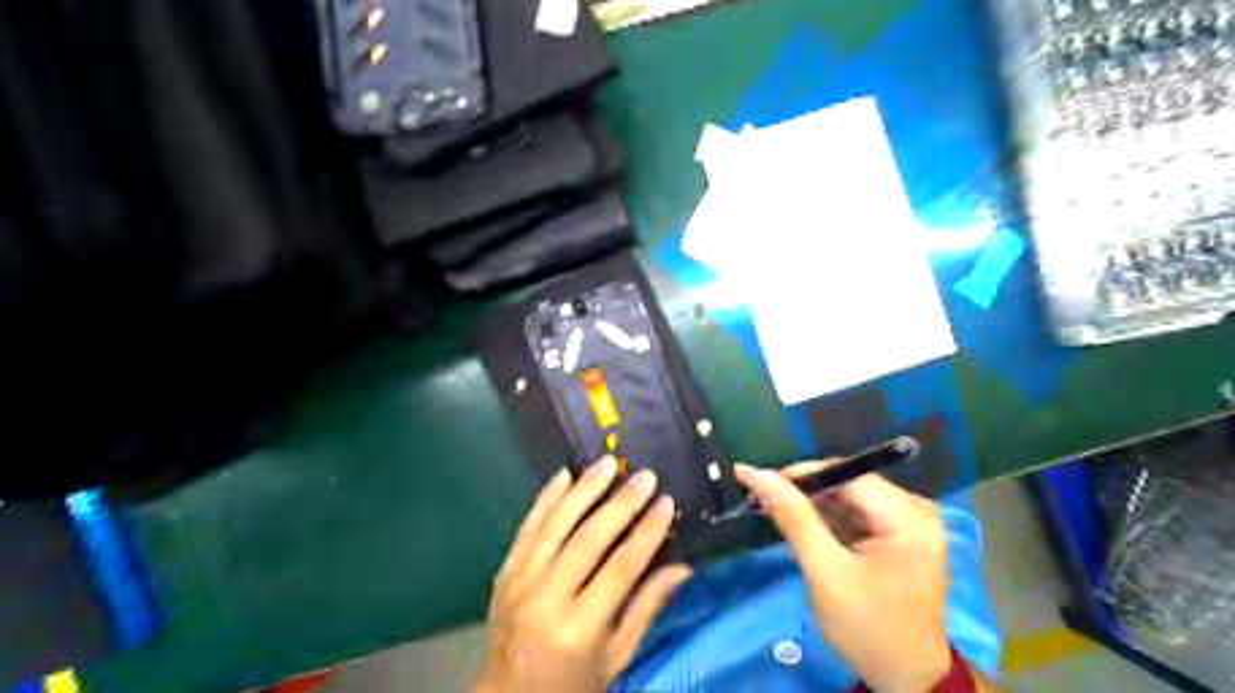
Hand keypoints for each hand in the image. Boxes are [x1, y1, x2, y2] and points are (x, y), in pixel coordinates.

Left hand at [471, 454, 690, 692]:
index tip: (667, 503)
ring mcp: (520, 581)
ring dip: (584, 489)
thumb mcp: (617, 657)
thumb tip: (683, 566)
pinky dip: (546, 498)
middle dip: (621, 503)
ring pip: (556, 523)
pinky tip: (564, 475)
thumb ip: (647, 608)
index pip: (621, 568)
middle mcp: (546, 598)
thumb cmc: (572, 683)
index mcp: (579, 628)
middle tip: (645, 476)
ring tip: (608, 462)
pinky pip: (528, 526)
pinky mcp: (505, 571)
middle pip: (588, 539)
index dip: (647, 533)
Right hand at [738, 461, 946, 692]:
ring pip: (846, 499)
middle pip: (847, 484)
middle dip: (803, 492)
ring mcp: (906, 524)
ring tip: (774, 513)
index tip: (758, 481)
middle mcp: (913, 510)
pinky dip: (825, 522)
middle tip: (761, 499)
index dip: (801, 474)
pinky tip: (800, 530)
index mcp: (908, 516)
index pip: (847, 475)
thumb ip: (794, 519)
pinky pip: (853, 515)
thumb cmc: (869, 628)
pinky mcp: (896, 537)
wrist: (907, 680)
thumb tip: (758, 475)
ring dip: (811, 507)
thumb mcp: (826, 572)